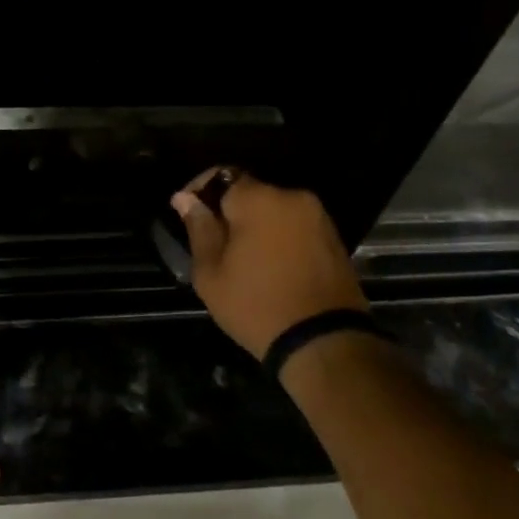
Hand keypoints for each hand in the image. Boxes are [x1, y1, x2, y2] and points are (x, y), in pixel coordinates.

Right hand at [172, 168, 368, 360]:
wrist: (324, 343)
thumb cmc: (256, 306)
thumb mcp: (211, 273)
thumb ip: (199, 229)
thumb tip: (185, 198)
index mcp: (259, 199)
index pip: (222, 175)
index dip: (199, 189)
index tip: (185, 211)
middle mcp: (292, 197)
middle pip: (250, 192)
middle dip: (229, 211)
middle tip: (212, 242)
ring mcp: (318, 217)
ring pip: (274, 210)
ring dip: (255, 224)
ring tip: (241, 257)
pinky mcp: (334, 238)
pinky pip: (294, 226)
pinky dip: (278, 237)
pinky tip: (268, 265)